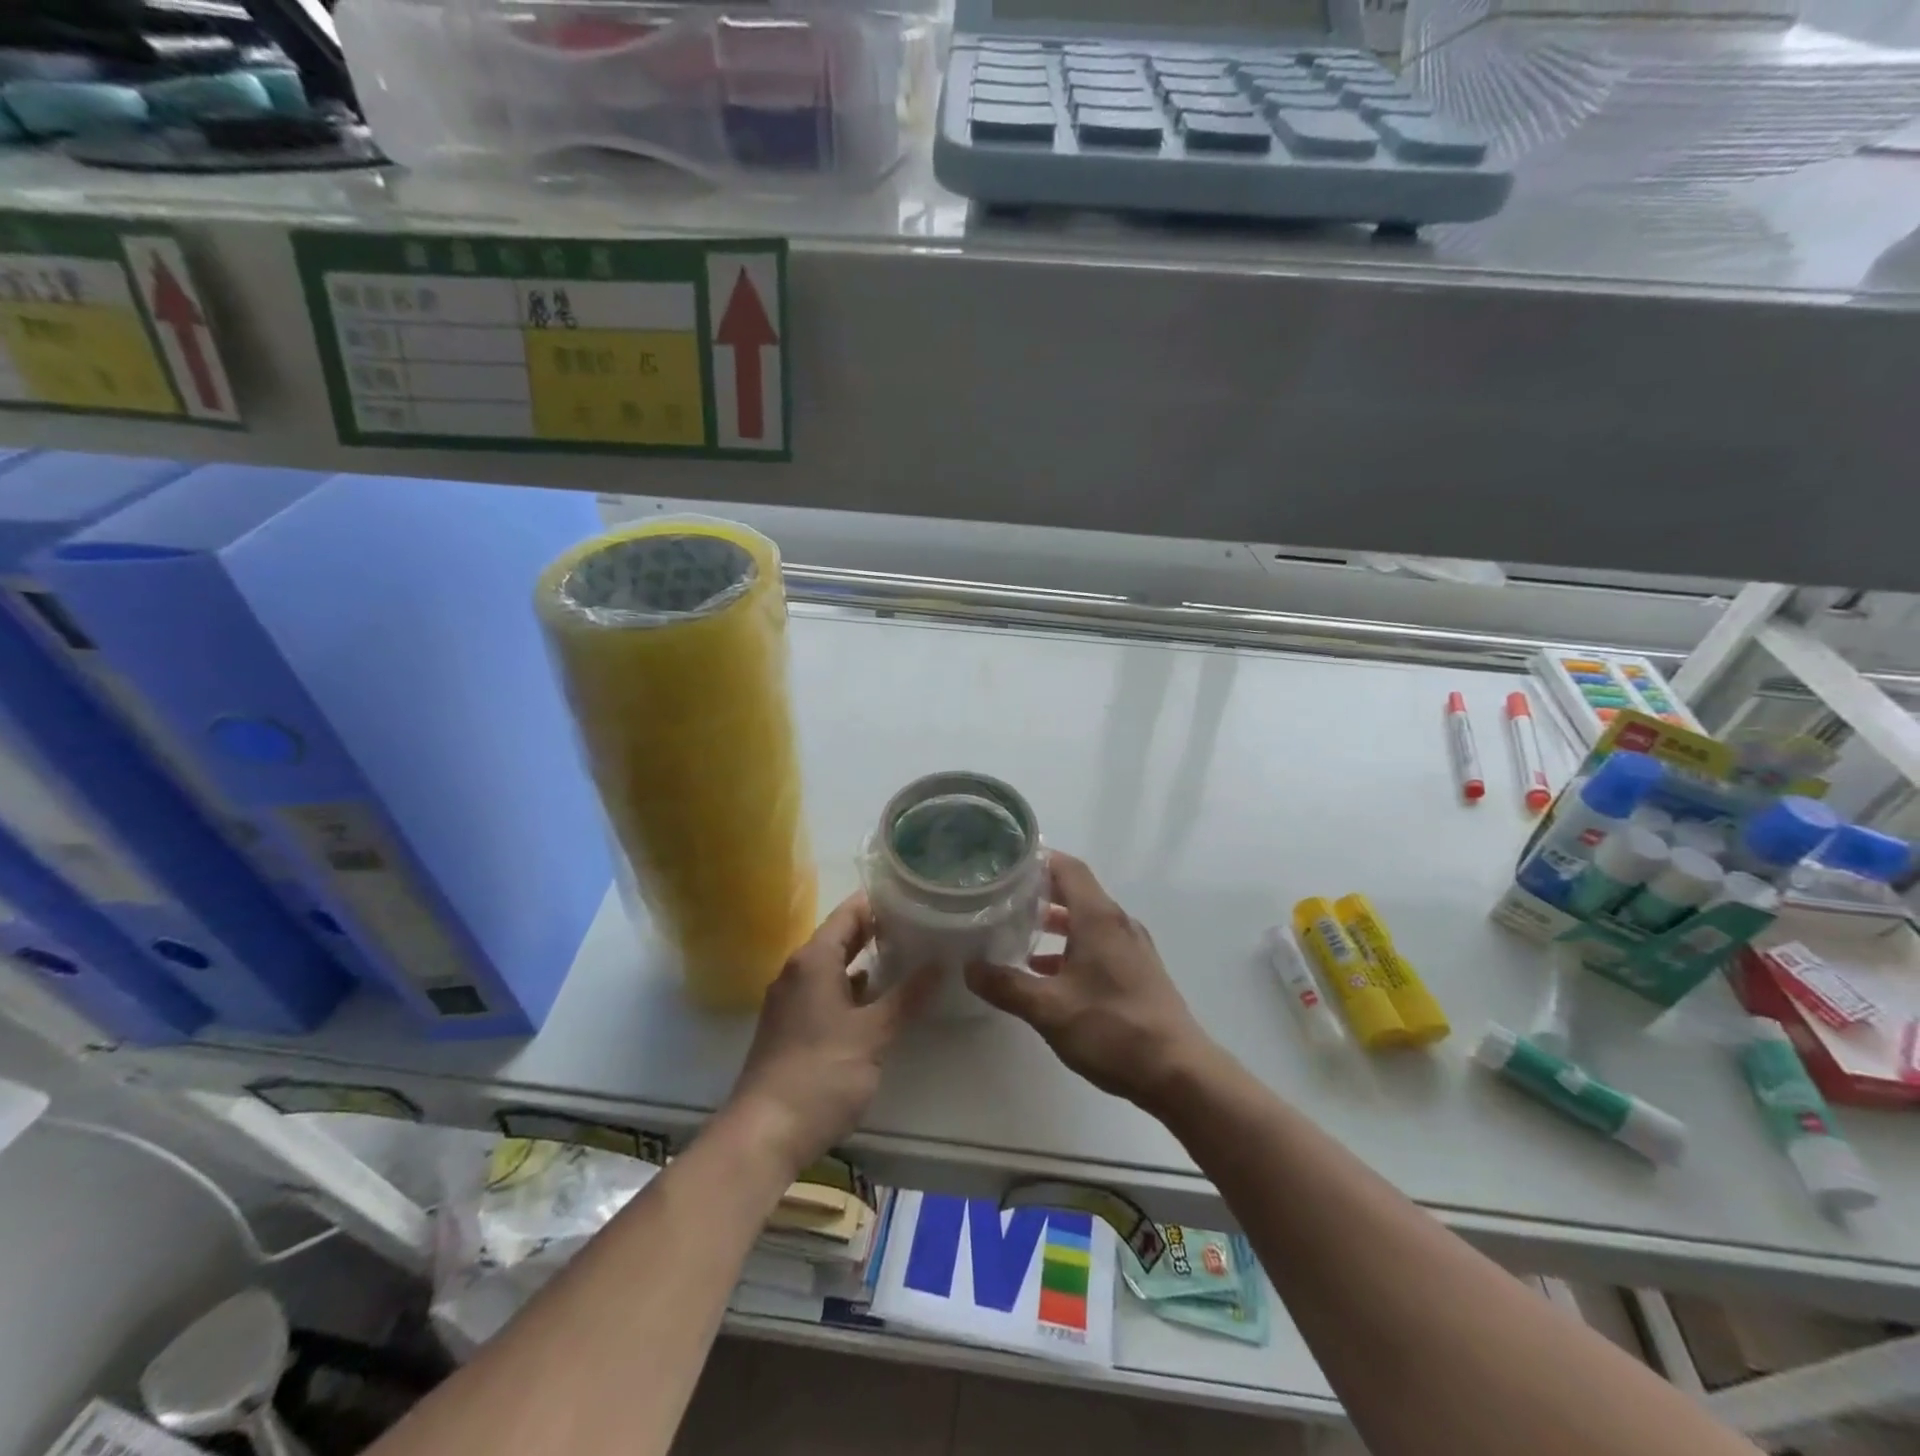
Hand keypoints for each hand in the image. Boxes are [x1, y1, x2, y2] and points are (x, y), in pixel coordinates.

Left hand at [722, 893, 933, 1175]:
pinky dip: (854, 989)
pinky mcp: (792, 1028)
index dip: (880, 901)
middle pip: (841, 937)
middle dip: (878, 930)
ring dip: (867, 961)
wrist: (765, 1134)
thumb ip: (907, 996)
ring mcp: (792, 1001)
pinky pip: (827, 992)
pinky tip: (881, 1000)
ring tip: (910, 956)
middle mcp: (798, 971)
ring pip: (834, 966)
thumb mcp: (872, 1033)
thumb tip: (940, 963)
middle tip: (922, 923)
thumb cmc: (820, 1073)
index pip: (849, 913)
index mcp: (813, 960)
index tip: (916, 895)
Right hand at [965, 853, 1213, 1113]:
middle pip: (1076, 891)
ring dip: (1054, 923)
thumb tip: (970, 968)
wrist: (1178, 1073)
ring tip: (1015, 933)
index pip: (1067, 868)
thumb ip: (1007, 986)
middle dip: (1039, 892)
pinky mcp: (1137, 971)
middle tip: (1000, 897)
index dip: (1037, 860)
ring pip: (1086, 920)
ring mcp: (1132, 947)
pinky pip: (1098, 943)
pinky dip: (1070, 947)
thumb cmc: (1112, 1030)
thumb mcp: (1049, 1009)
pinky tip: (1045, 973)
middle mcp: (1118, 923)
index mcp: (1099, 918)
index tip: (1004, 865)